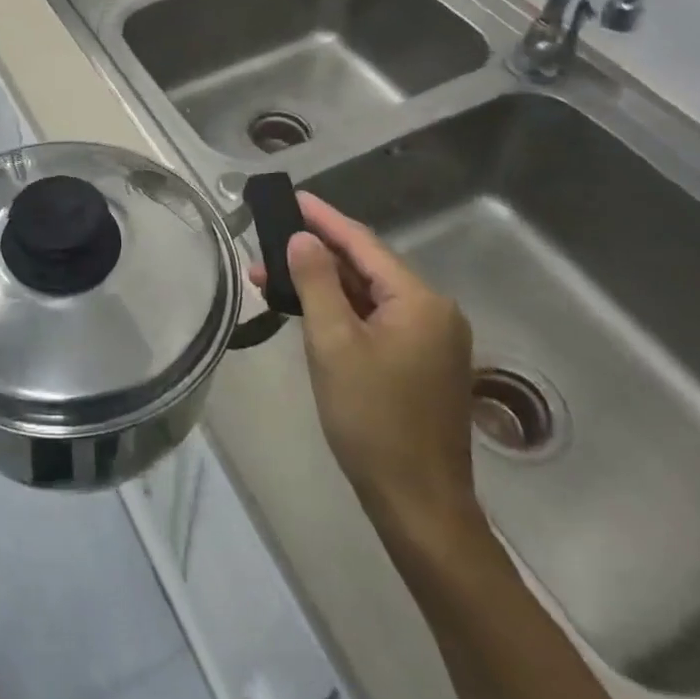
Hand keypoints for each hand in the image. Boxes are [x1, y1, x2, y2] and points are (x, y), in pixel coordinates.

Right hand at [251, 193, 480, 548]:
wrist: (417, 502)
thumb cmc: (371, 419)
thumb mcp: (333, 344)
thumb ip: (317, 283)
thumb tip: (303, 238)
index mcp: (420, 301)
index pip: (363, 244)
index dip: (324, 218)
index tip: (291, 196)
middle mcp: (433, 311)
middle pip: (367, 267)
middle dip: (315, 254)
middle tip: (266, 243)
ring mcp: (431, 339)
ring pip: (369, 295)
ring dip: (323, 284)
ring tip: (272, 278)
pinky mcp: (421, 362)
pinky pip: (376, 320)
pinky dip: (341, 310)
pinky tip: (308, 309)